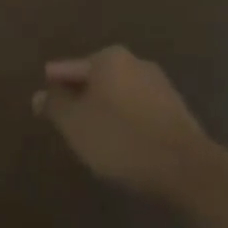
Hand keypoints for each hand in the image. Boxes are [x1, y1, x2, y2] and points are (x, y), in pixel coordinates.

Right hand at [33, 47, 213, 203]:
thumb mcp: (76, 125)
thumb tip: (39, 96)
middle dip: (83, 96)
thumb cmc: (121, 139)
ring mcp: (160, 86)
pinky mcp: (178, 112)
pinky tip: (124, 144)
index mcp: (109, 58)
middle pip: (97, 78)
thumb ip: (55, 107)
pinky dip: (128, 122)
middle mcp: (135, 62)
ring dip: (107, 110)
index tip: (45, 99)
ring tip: (96, 136)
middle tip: (69, 119)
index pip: (71, 68)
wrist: (188, 170)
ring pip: (121, 95)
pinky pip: (141, 112)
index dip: (55, 85)